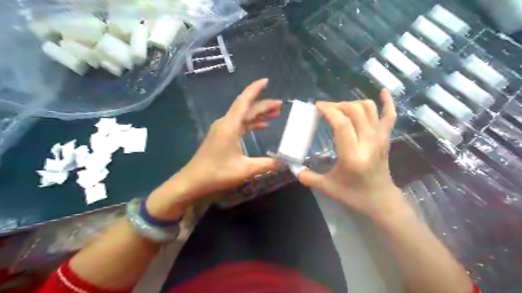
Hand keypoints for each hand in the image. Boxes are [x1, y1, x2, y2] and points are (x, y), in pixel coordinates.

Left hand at [148, 78, 280, 219]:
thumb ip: (267, 164)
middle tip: (280, 105)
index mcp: (230, 125)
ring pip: (243, 116)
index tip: (266, 81)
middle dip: (263, 105)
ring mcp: (222, 129)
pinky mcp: (221, 136)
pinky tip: (261, 126)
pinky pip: (239, 125)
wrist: (193, 181)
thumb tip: (285, 162)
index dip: (255, 89)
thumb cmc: (217, 173)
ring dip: (258, 114)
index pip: (244, 101)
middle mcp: (226, 123)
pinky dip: (251, 123)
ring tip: (275, 114)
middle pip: (246, 109)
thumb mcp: (245, 169)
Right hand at [295, 90, 404, 218]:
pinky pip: (390, 116)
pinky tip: (383, 92)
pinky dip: (387, 102)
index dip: (329, 110)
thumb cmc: (354, 195)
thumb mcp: (327, 188)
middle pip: (355, 111)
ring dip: (352, 103)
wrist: (381, 200)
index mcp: (352, 155)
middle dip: (337, 105)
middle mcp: (368, 143)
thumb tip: (293, 168)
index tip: (317, 106)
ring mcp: (380, 139)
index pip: (342, 124)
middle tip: (325, 109)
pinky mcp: (385, 138)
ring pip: (369, 109)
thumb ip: (307, 177)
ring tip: (340, 109)